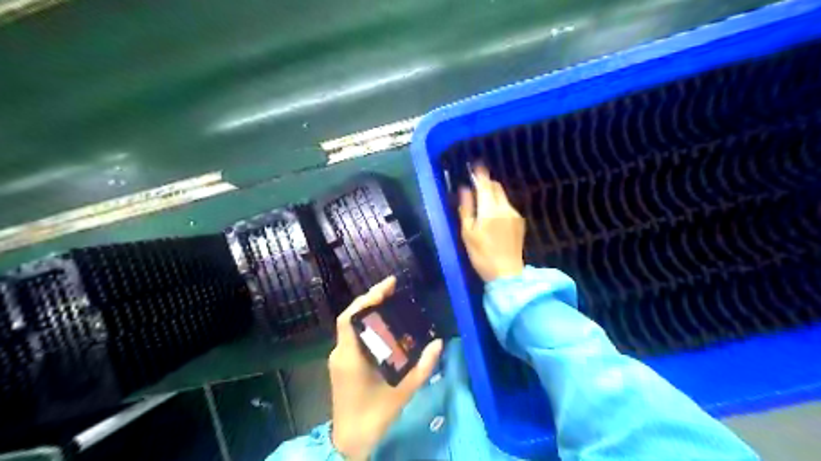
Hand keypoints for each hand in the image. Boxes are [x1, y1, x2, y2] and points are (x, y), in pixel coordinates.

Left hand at [329, 275, 442, 458]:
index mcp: (349, 356)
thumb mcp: (403, 391)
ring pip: (351, 326)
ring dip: (367, 312)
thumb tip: (439, 343)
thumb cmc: (374, 416)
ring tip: (389, 302)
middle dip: (370, 300)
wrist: (350, 441)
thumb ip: (423, 367)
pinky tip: (382, 326)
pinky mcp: (342, 365)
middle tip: (392, 289)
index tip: (388, 285)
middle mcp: (340, 352)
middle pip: (351, 317)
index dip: (367, 298)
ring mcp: (339, 359)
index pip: (350, 317)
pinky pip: (352, 337)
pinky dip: (366, 326)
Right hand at [456, 164, 524, 282]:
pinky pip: (507, 206)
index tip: (475, 165)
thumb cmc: (481, 255)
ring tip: (482, 204)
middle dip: (486, 183)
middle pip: (496, 187)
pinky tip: (492, 217)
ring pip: (502, 196)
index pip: (485, 184)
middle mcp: (505, 208)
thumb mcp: (467, 233)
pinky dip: (498, 205)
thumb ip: (466, 209)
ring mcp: (515, 214)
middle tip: (475, 186)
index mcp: (490, 210)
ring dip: (492, 194)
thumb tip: (465, 190)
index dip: (480, 173)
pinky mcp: (520, 222)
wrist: (506, 274)